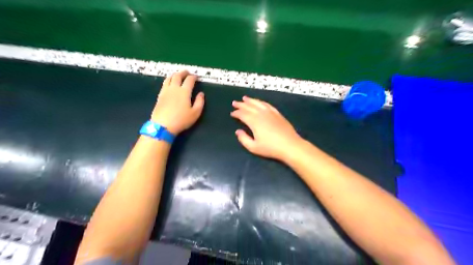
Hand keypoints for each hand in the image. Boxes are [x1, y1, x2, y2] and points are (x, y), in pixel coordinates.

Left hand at [151, 70, 202, 133]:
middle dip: (183, 73)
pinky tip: (169, 83)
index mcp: (184, 92)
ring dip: (175, 75)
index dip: (194, 77)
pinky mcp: (160, 95)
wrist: (163, 125)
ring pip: (169, 78)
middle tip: (187, 72)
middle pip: (178, 76)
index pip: (189, 80)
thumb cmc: (181, 120)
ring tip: (178, 75)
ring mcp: (165, 91)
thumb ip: (200, 102)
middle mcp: (174, 88)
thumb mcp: (195, 113)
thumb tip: (201, 94)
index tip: (196, 77)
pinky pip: (164, 84)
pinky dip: (168, 80)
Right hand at [231, 96, 299, 160]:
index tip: (232, 113)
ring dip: (251, 100)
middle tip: (234, 102)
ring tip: (245, 98)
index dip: (236, 113)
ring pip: (258, 103)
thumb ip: (243, 139)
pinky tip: (259, 102)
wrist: (290, 145)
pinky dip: (262, 102)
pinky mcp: (277, 114)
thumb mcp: (254, 147)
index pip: (243, 114)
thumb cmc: (271, 148)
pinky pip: (267, 105)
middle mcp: (261, 114)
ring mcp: (270, 113)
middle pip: (249, 107)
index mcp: (254, 122)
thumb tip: (238, 131)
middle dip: (241, 104)